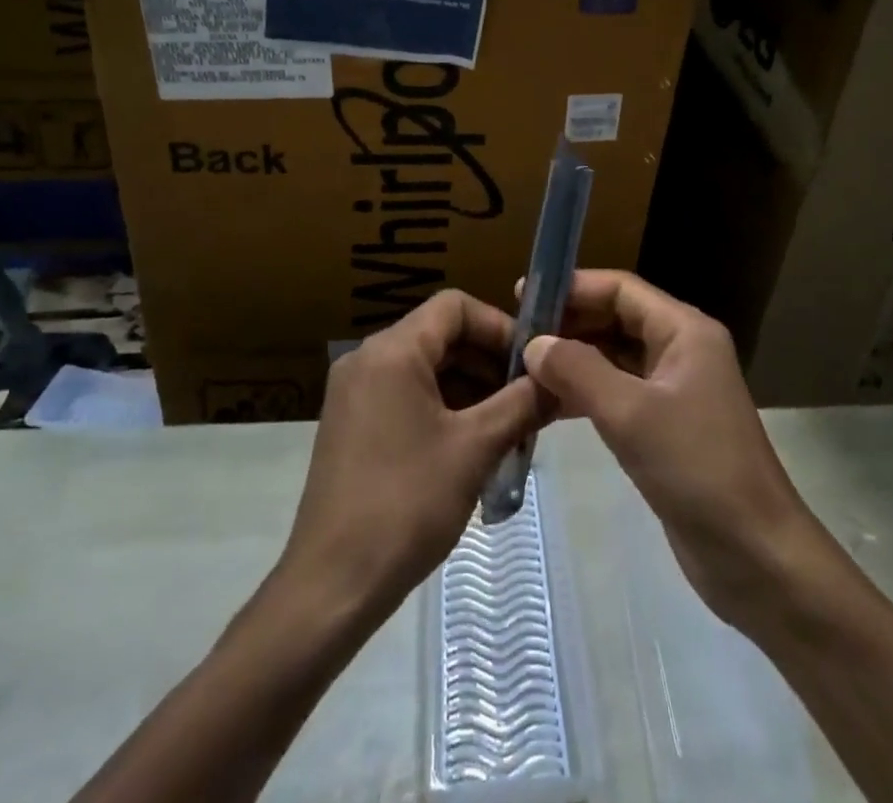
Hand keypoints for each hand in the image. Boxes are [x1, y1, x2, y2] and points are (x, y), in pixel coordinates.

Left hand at [279, 290, 541, 622]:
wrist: (332, 585)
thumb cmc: (406, 504)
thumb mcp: (475, 449)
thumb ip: (522, 404)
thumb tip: (560, 382)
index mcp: (392, 351)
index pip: (455, 306)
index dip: (499, 326)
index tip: (532, 363)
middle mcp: (367, 358)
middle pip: (440, 335)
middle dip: (488, 361)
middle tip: (529, 399)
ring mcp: (354, 392)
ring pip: (425, 367)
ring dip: (470, 388)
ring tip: (510, 427)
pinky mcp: (351, 424)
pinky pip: (406, 394)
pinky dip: (443, 407)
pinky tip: (473, 445)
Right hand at [523, 270, 824, 630]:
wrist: (757, 557)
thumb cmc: (698, 469)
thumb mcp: (631, 414)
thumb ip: (578, 371)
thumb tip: (534, 344)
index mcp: (685, 331)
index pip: (621, 288)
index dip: (573, 287)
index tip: (524, 296)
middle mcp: (681, 349)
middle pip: (616, 318)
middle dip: (569, 323)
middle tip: (517, 335)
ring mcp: (675, 389)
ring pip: (614, 356)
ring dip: (573, 359)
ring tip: (523, 368)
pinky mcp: (666, 426)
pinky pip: (618, 392)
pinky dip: (585, 393)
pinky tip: (548, 405)